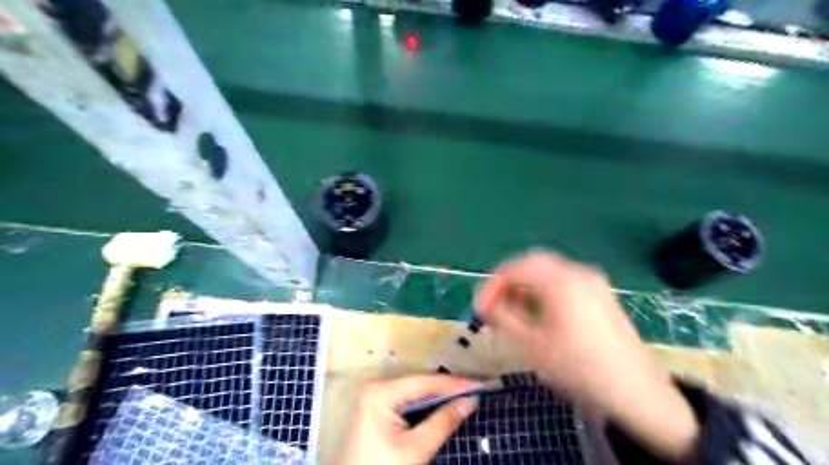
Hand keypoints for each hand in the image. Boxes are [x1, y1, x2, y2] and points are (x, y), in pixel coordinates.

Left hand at [338, 374, 479, 464]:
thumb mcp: (415, 449)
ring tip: (466, 394)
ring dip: (440, 395)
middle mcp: (378, 386)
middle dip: (448, 388)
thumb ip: (443, 422)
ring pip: (416, 391)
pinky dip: (428, 404)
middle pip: (420, 384)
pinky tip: (445, 404)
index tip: (480, 385)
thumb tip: (470, 400)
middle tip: (476, 390)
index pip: (424, 382)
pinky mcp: (379, 407)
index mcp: (381, 392)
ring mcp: (377, 396)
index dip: (454, 384)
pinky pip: (408, 400)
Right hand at [472, 253, 698, 462]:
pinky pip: (563, 281)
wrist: (637, 393)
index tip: (479, 307)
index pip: (514, 268)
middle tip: (494, 305)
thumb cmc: (579, 367)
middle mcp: (578, 272)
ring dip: (525, 285)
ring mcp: (592, 281)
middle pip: (532, 263)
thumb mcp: (532, 344)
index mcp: (560, 280)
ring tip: (513, 311)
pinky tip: (538, 312)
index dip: (492, 285)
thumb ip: (502, 317)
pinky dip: (543, 290)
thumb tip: (485, 304)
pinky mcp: (600, 294)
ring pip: (547, 271)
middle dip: (508, 282)